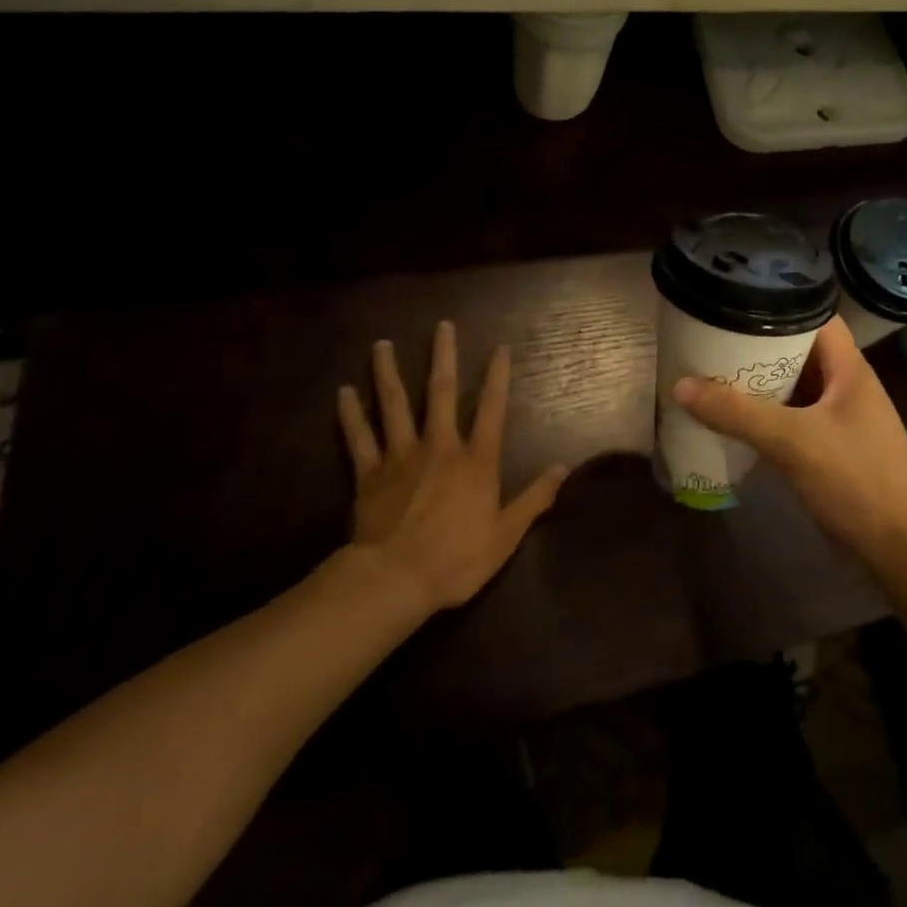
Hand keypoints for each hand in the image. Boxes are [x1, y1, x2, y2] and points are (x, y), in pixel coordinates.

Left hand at [337, 321, 567, 613]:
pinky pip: (359, 438)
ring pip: (395, 405)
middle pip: (441, 393)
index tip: (500, 348)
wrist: (395, 580)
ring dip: (389, 373)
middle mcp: (440, 446)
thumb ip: (535, 498)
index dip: (498, 377)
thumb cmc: (456, 558)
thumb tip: (563, 468)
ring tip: (382, 345)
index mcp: (475, 460)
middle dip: (443, 357)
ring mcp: (401, 456)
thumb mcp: (506, 535)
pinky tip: (343, 392)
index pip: (492, 409)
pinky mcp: (370, 474)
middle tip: (442, 326)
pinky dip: (350, 415)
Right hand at [672, 317, 906, 567]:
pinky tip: (730, 421)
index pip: (815, 315)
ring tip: (710, 372)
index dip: (779, 302)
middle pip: (798, 352)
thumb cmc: (857, 479)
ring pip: (792, 390)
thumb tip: (680, 386)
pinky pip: (791, 422)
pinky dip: (764, 419)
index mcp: (848, 368)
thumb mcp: (794, 440)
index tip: (736, 300)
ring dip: (758, 385)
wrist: (902, 549)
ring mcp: (838, 420)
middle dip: (757, 346)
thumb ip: (738, 413)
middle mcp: (844, 386)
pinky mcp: (829, 450)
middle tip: (710, 338)